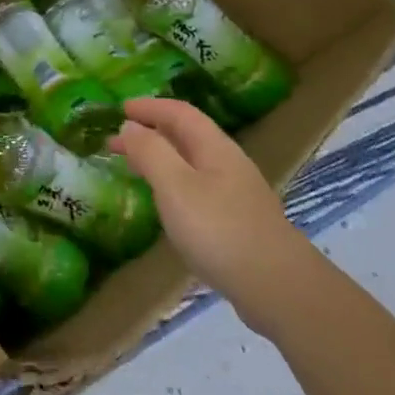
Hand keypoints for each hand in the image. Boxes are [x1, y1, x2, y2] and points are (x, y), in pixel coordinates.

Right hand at [110, 98, 315, 335]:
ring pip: (192, 162)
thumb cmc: (220, 230)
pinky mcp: (238, 221)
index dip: (150, 107)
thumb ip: (150, 152)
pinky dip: (173, 182)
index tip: (120, 108)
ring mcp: (236, 193)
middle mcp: (228, 163)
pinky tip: (166, 203)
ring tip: (134, 168)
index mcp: (214, 148)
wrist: (278, 287)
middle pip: (187, 135)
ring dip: (161, 158)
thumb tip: (129, 126)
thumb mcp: (175, 186)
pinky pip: (198, 187)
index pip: (180, 113)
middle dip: (151, 132)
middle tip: (116, 142)